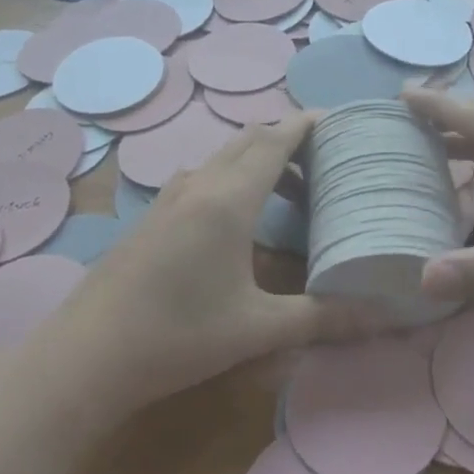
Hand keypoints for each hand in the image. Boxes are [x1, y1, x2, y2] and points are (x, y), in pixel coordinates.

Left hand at [48, 112, 377, 415]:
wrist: (87, 354)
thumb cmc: (178, 335)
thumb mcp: (257, 329)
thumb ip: (322, 318)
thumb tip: (385, 316)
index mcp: (228, 200)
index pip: (274, 141)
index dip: (305, 124)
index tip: (336, 119)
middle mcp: (197, 185)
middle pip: (247, 140)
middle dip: (286, 139)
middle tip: (323, 157)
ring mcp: (168, 198)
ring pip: (221, 158)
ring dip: (257, 160)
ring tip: (290, 189)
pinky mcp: (151, 216)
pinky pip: (201, 177)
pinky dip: (231, 178)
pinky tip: (238, 218)